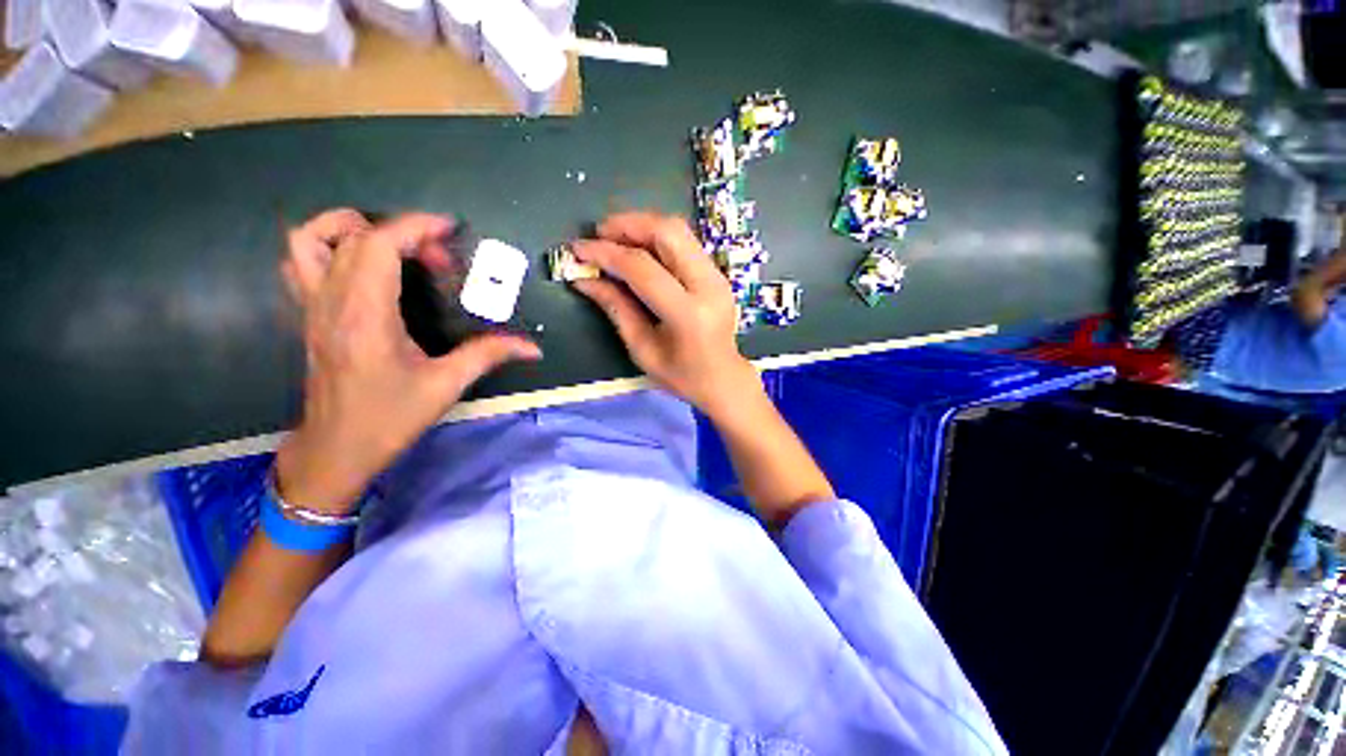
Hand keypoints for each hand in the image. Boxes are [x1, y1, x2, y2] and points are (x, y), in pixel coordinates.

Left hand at [276, 210, 540, 512]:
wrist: (336, 448)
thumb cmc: (389, 418)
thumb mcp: (447, 385)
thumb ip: (489, 355)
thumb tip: (532, 348)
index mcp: (365, 315)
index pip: (379, 245)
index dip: (414, 227)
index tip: (449, 230)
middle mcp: (331, 301)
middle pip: (355, 237)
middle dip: (404, 234)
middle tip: (440, 262)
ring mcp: (312, 306)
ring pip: (309, 239)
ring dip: (352, 229)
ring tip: (394, 247)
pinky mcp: (308, 315)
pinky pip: (302, 262)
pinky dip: (330, 248)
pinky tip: (364, 268)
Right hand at [571, 211, 763, 417]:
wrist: (723, 379)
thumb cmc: (680, 375)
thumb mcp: (642, 349)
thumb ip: (616, 309)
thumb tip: (584, 279)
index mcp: (688, 315)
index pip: (643, 269)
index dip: (607, 253)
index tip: (579, 248)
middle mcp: (708, 287)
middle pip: (668, 233)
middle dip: (628, 225)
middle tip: (599, 233)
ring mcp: (718, 277)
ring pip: (678, 230)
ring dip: (642, 225)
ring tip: (614, 236)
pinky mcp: (717, 273)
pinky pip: (685, 242)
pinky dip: (657, 237)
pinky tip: (638, 247)